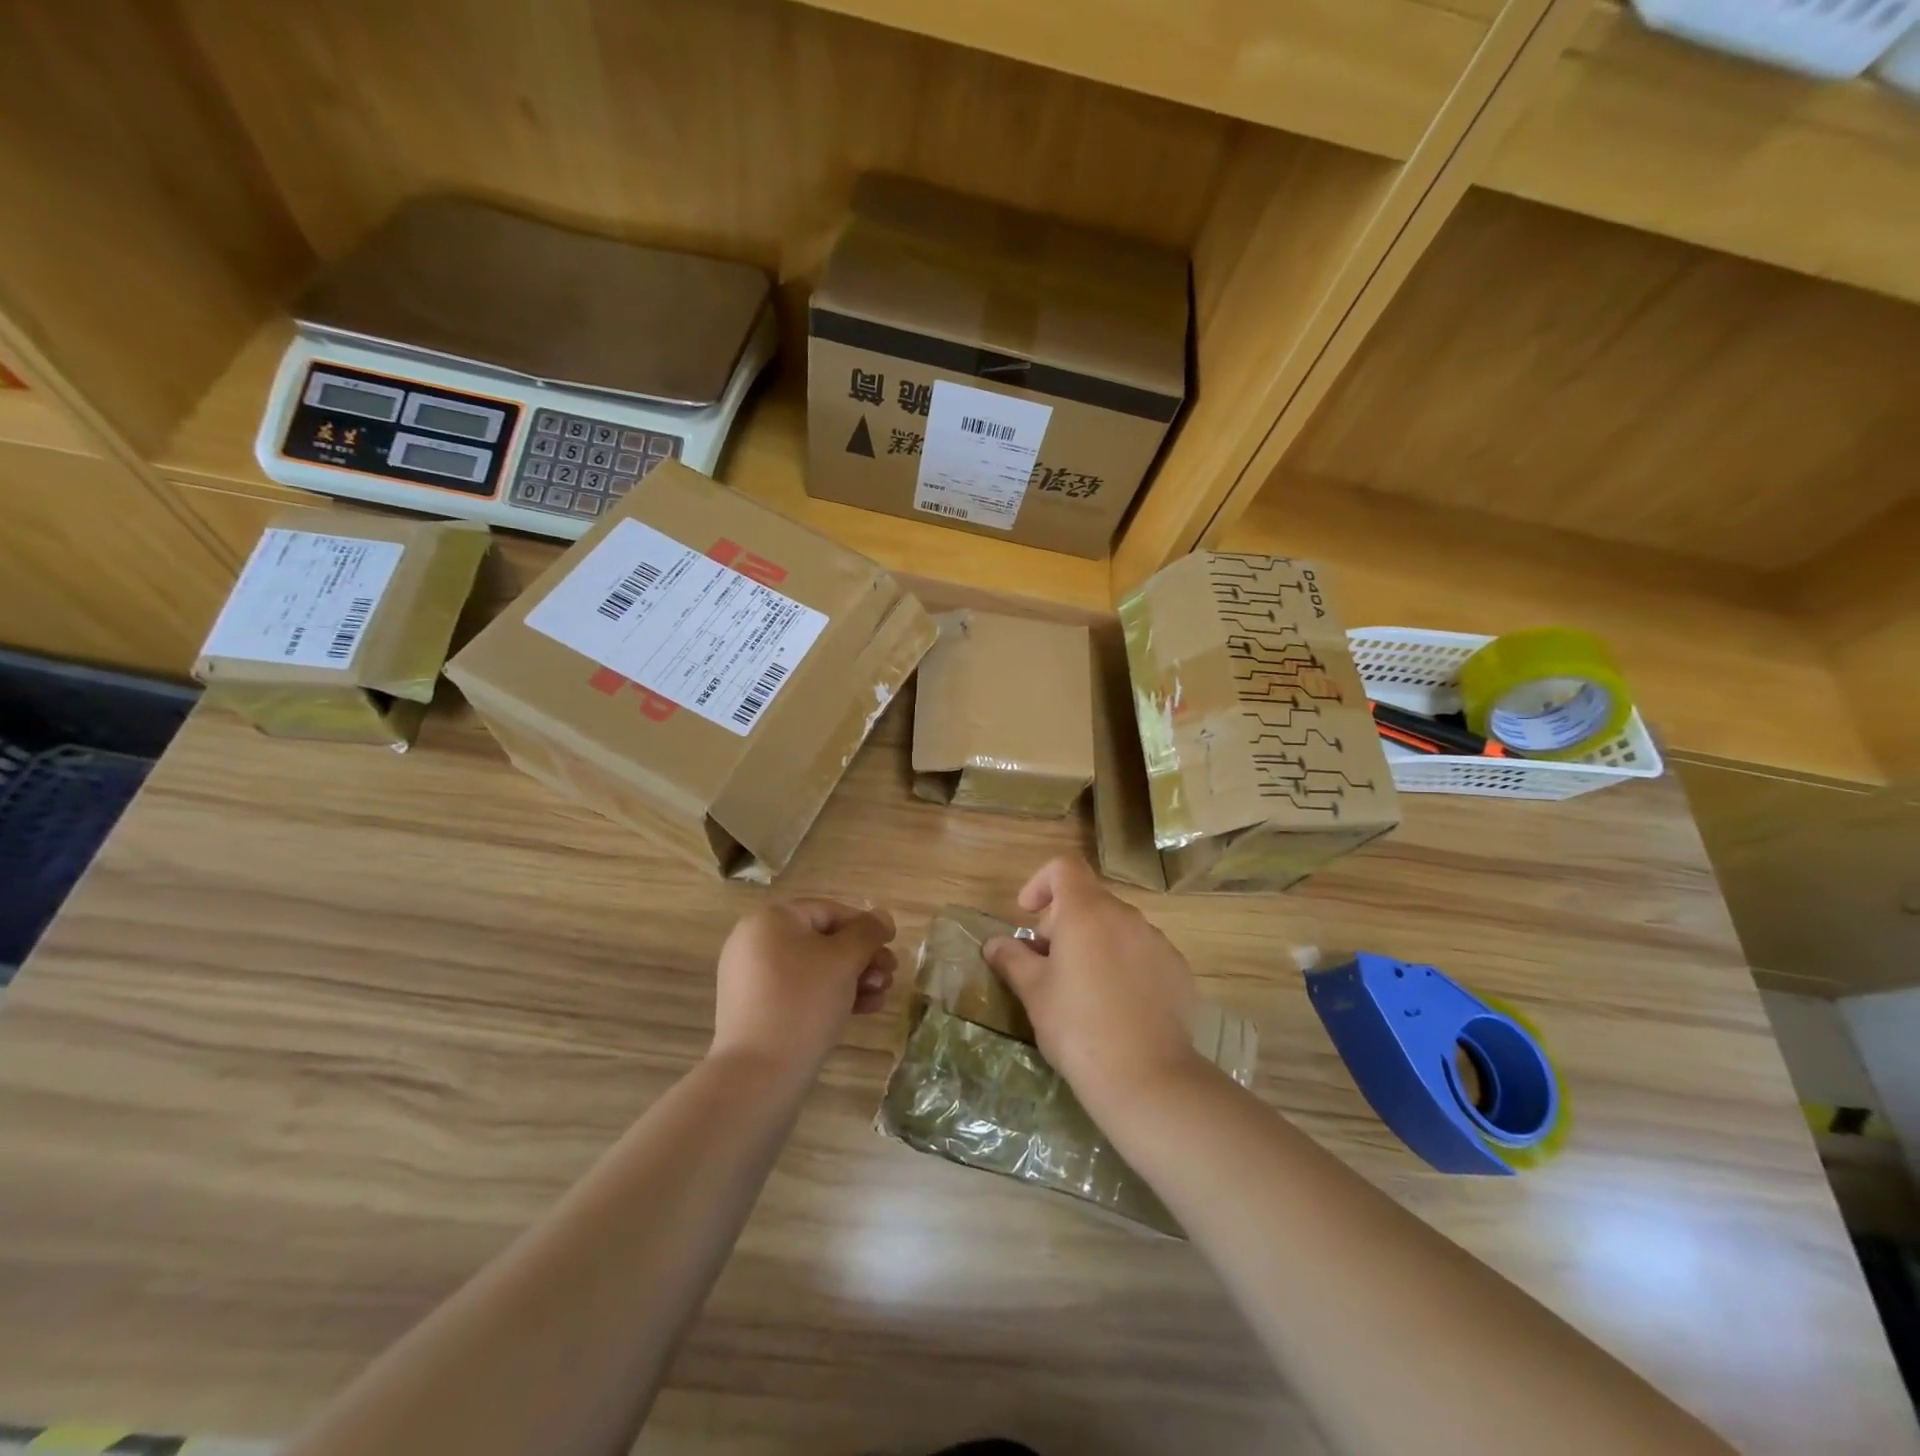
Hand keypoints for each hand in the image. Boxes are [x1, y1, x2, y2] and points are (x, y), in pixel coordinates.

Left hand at [711, 899, 897, 1077]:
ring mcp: (752, 978)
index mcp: (770, 920)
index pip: (829, 911)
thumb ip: (868, 932)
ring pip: (814, 969)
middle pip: (822, 941)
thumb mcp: (844, 960)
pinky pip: (799, 991)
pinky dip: (830, 995)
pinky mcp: (756, 1009)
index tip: (892, 945)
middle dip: (862, 958)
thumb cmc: (804, 1001)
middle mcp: (755, 942)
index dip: (865, 926)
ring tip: (880, 997)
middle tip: (890, 975)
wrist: (759, 1073)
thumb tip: (882, 916)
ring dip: (853, 978)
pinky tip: (863, 1010)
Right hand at [981, 856, 1198, 1105]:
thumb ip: (1012, 959)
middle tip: (1047, 966)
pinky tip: (1117, 1007)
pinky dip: (1124, 965)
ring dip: (1094, 944)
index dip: (1040, 882)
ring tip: (1082, 990)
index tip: (1028, 916)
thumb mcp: (1034, 993)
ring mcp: (1157, 942)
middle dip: (1062, 923)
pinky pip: (1143, 953)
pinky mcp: (1179, 970)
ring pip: (1116, 928)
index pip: (1064, 867)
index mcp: (1087, 912)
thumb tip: (994, 943)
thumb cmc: (1078, 1027)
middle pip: (1088, 900)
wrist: (1147, 1078)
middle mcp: (1126, 916)